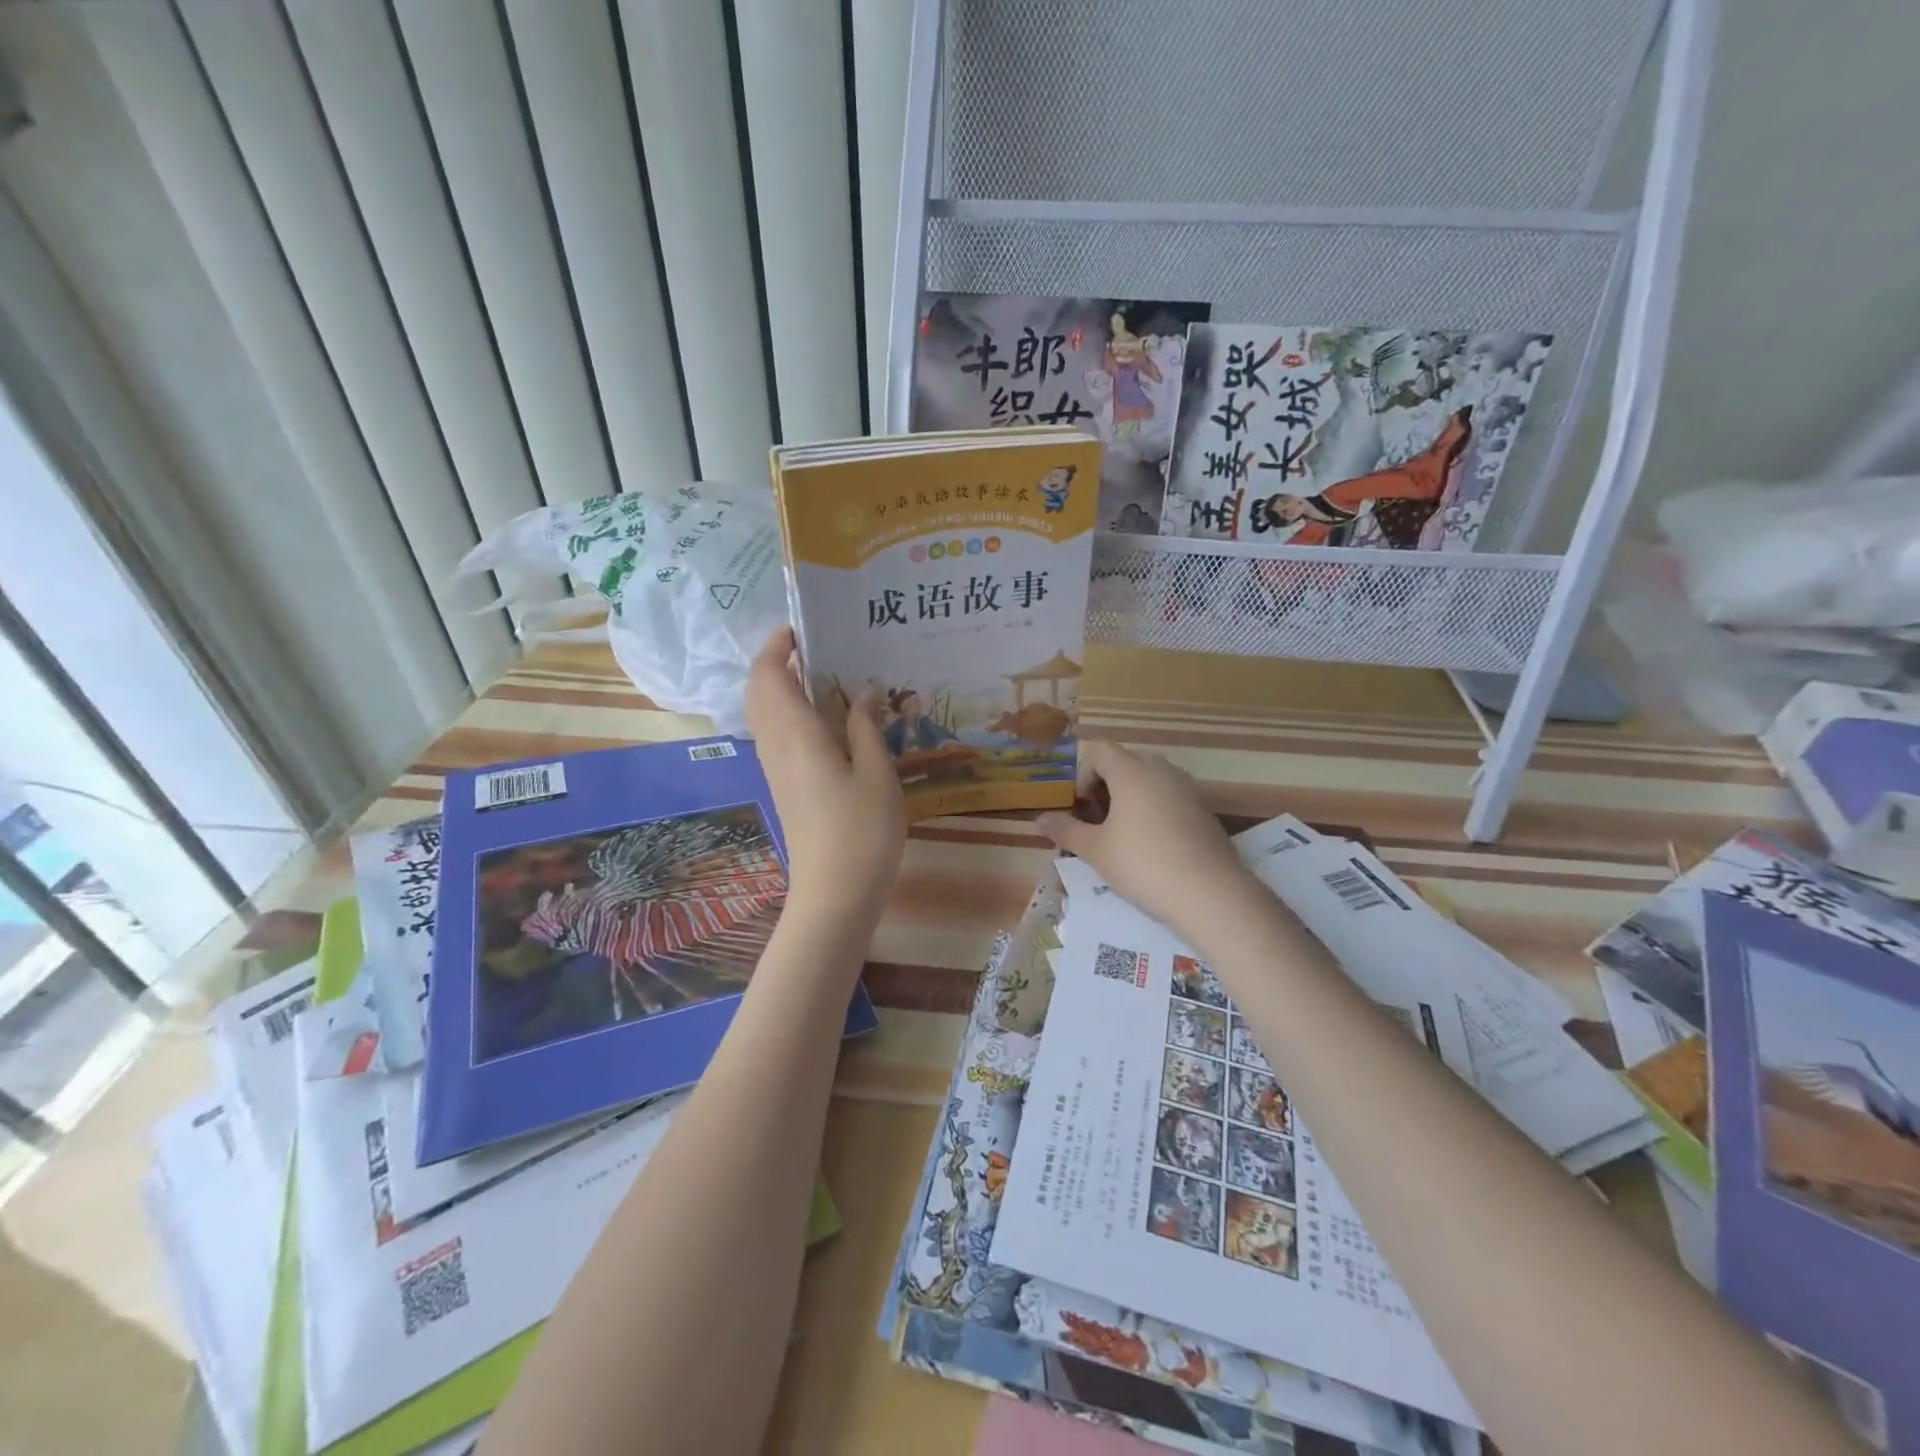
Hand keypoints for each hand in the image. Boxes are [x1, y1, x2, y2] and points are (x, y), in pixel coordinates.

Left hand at [745, 627, 904, 930]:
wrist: (835, 893)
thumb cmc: (862, 832)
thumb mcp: (877, 774)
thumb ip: (865, 728)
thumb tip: (861, 691)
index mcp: (796, 735)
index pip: (769, 676)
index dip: (778, 646)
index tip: (803, 627)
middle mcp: (776, 746)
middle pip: (759, 690)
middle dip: (778, 661)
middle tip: (818, 647)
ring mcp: (776, 768)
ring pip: (765, 713)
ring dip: (784, 686)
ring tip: (827, 674)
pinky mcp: (784, 785)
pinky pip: (777, 733)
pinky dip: (791, 712)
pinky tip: (829, 718)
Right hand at [1037, 741, 1256, 942]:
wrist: (1210, 894)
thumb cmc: (1143, 865)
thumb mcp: (1096, 850)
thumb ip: (1066, 830)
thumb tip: (1039, 819)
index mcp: (1132, 771)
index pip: (1099, 750)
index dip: (1082, 773)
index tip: (1080, 806)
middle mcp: (1161, 770)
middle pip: (1124, 762)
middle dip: (1105, 785)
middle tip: (1096, 821)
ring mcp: (1187, 788)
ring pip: (1149, 779)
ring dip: (1129, 797)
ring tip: (1121, 834)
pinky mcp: (1204, 810)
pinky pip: (1169, 797)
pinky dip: (1153, 810)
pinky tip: (1152, 846)